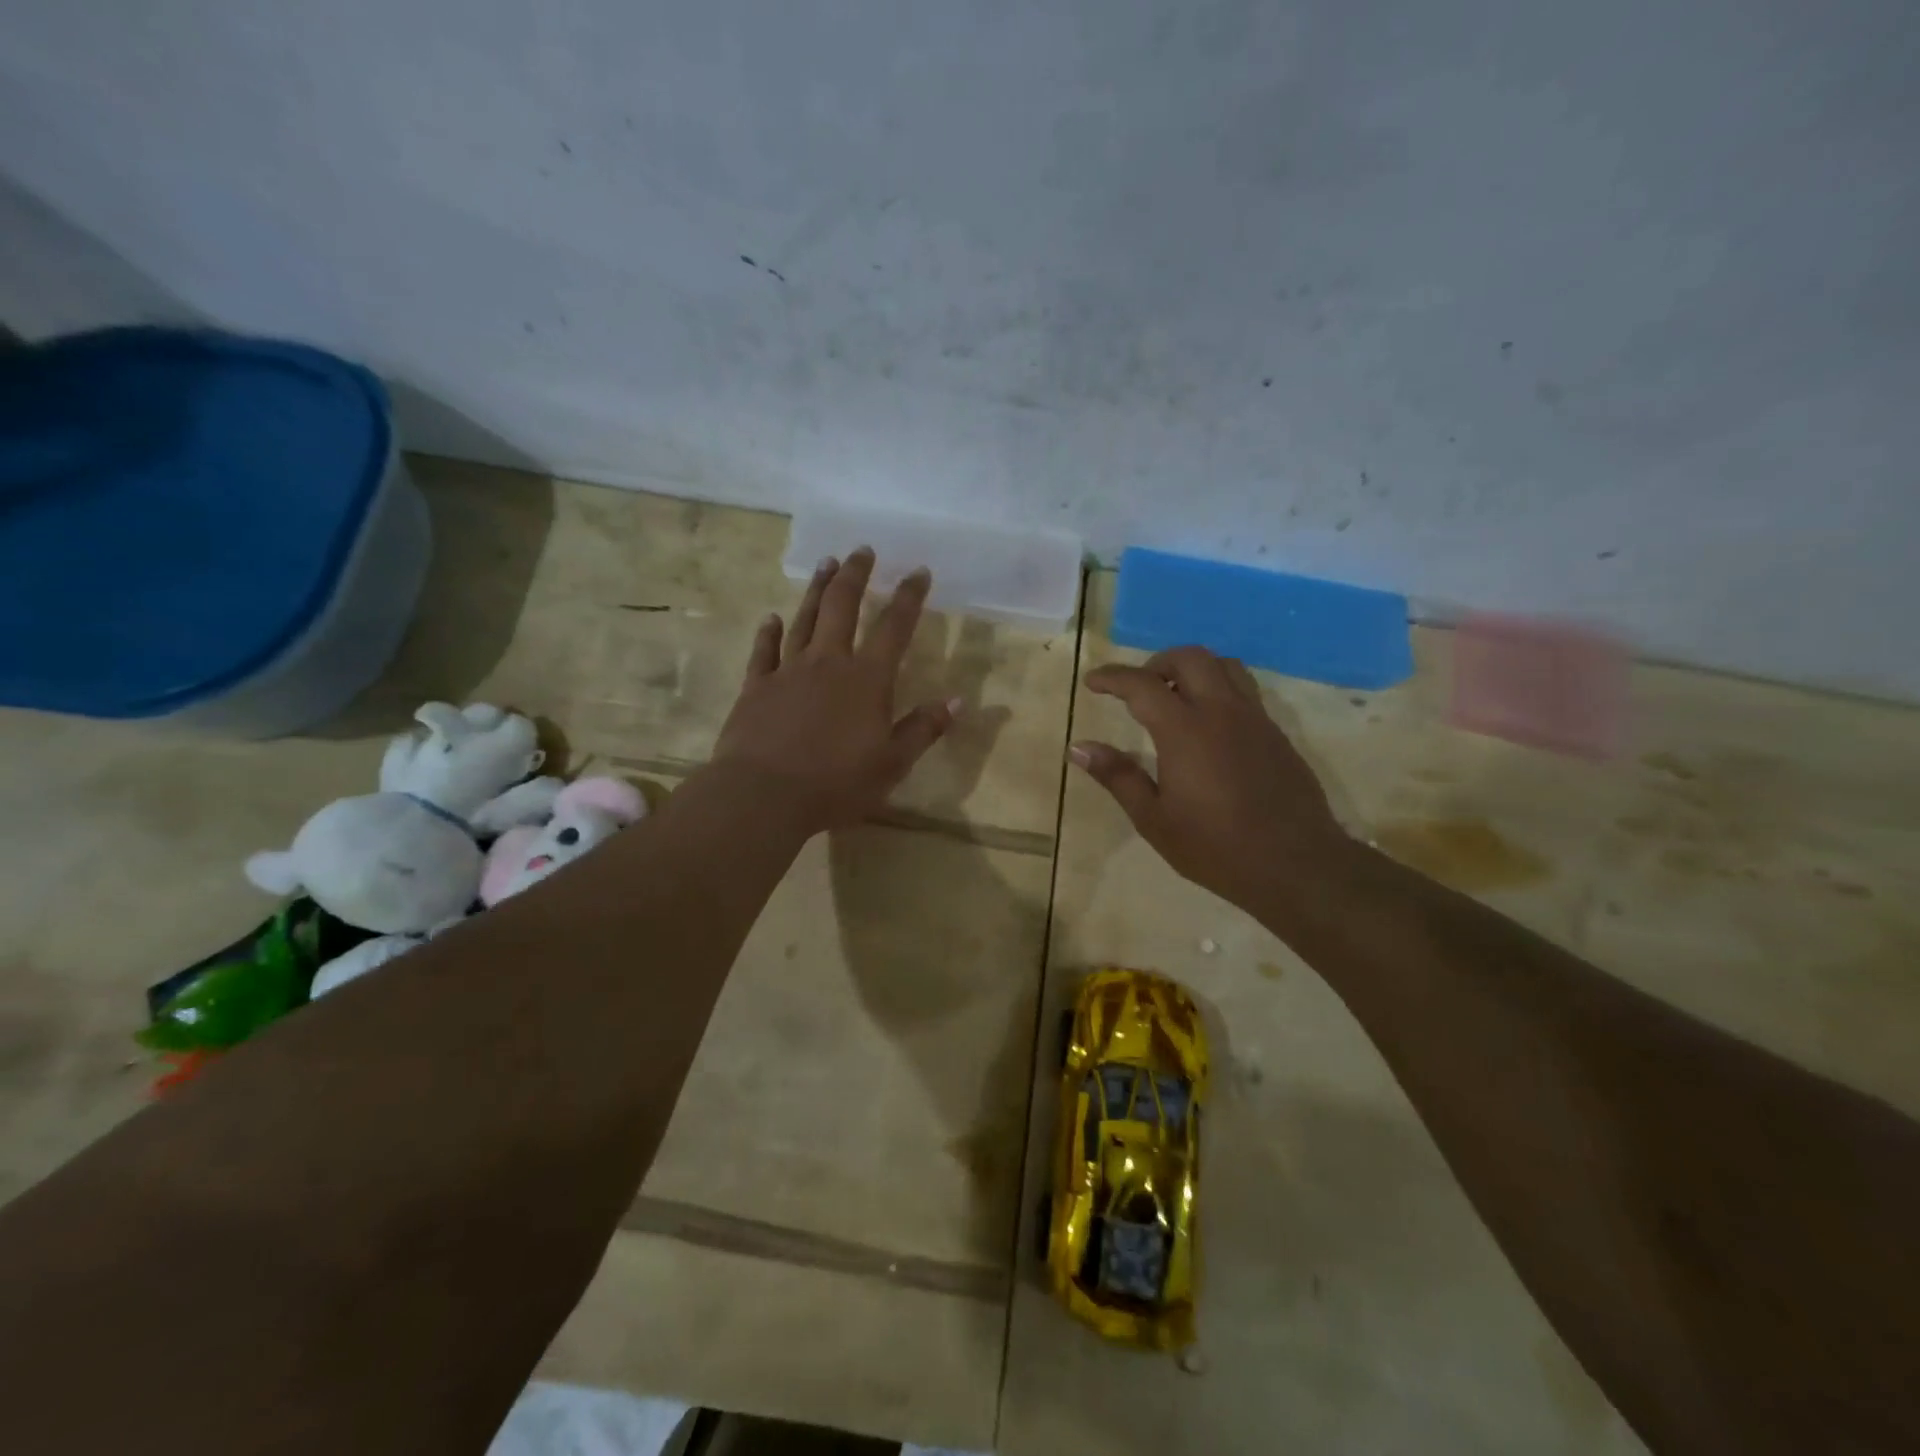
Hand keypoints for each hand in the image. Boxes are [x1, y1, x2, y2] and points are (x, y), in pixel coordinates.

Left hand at [711, 548, 958, 834]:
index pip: (894, 628)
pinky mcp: (756, 686)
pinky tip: (772, 618)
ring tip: (827, 564)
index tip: (918, 571)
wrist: (764, 795)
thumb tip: (957, 700)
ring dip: (818, 590)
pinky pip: (764, 650)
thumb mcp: (892, 763)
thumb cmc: (836, 783)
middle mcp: (828, 662)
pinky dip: (770, 632)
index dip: (909, 597)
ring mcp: (788, 671)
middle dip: (855, 575)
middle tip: (862, 550)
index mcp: (867, 679)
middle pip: (843, 607)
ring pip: (805, 619)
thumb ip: (923, 728)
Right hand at [1071, 646, 1352, 914]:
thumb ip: (1117, 776)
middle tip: (1137, 690)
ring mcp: (1255, 719)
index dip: (1112, 677)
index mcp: (1185, 731)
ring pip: (1224, 665)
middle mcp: (1222, 712)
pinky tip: (1209, 724)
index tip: (1092, 682)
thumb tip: (1078, 748)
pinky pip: (1244, 690)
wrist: (1296, 865)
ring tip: (1175, 698)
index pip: (1142, 685)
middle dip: (1156, 663)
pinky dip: (1218, 688)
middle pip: (1189, 658)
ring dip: (1193, 669)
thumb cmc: (1215, 848)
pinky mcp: (1275, 733)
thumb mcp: (1154, 819)